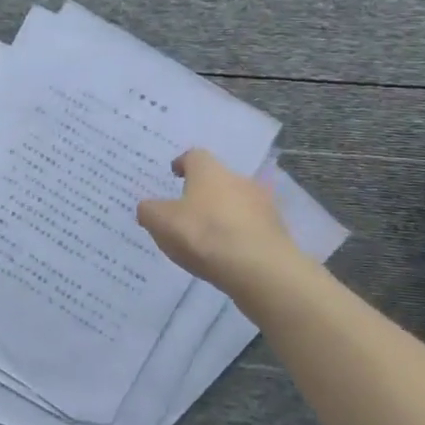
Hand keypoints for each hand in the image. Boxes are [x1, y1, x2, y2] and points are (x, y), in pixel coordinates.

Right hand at [136, 148, 301, 290]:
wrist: (259, 269)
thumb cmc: (203, 235)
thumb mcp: (161, 222)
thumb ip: (149, 211)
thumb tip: (148, 207)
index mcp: (209, 171)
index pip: (194, 156)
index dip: (182, 164)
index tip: (174, 174)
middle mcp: (239, 179)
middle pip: (218, 179)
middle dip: (203, 192)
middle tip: (187, 210)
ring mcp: (262, 205)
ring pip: (237, 203)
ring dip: (223, 214)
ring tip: (208, 236)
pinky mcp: (276, 231)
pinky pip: (251, 227)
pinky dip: (238, 234)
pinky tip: (228, 253)